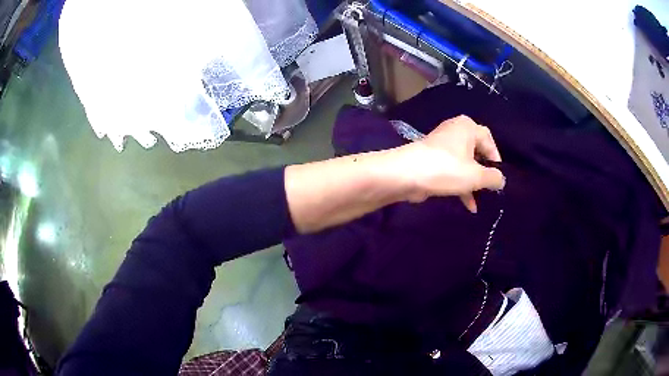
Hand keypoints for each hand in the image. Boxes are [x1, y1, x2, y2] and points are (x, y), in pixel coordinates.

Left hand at [391, 115, 504, 211]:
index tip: (498, 176)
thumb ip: (493, 178)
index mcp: (467, 127)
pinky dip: (461, 185)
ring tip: (481, 200)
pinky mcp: (433, 161)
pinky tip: (469, 205)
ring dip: (473, 182)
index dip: (496, 157)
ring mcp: (442, 147)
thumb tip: (501, 180)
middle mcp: (455, 132)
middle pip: (476, 152)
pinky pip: (452, 171)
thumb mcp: (476, 175)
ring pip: (464, 164)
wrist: (406, 175)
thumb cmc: (446, 169)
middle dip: (484, 172)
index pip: (488, 139)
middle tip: (490, 188)